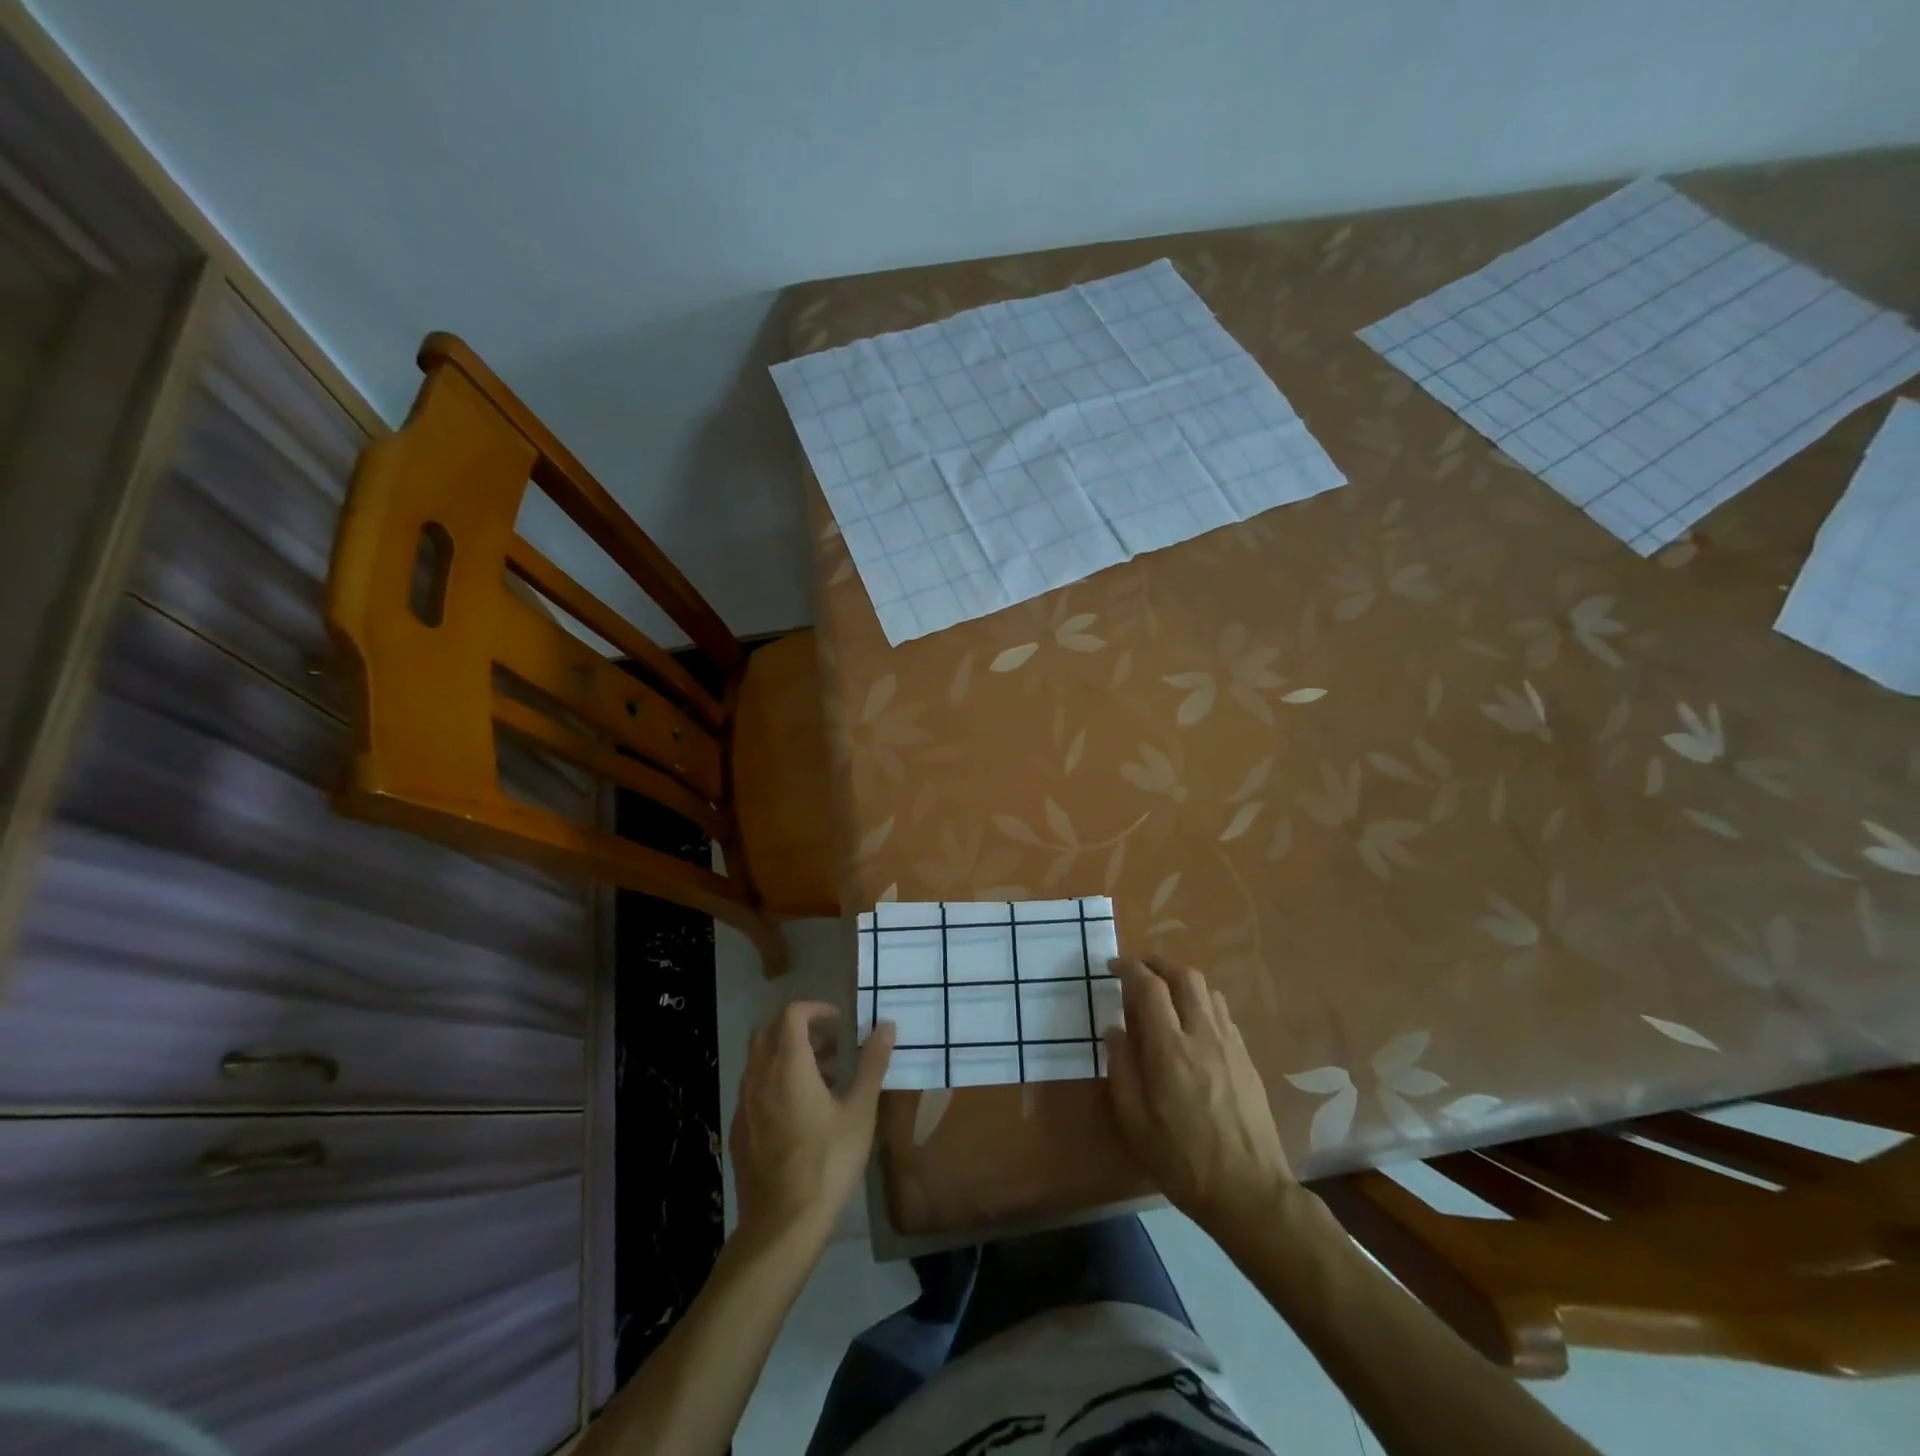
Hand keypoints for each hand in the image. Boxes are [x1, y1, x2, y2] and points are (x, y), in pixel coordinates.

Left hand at [730, 1002, 893, 1246]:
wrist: (782, 1226)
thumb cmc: (828, 1162)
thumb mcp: (860, 1112)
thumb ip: (872, 1064)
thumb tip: (886, 1026)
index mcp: (788, 1065)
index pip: (792, 1014)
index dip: (816, 1009)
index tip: (840, 1020)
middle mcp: (760, 1076)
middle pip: (770, 1031)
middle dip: (800, 1028)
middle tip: (831, 1044)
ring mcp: (745, 1104)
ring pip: (760, 1060)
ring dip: (788, 1054)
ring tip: (824, 1077)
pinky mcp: (740, 1130)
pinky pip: (755, 1088)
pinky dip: (776, 1080)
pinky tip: (801, 1111)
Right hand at [1104, 956, 1294, 1230]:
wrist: (1249, 1191)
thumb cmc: (1182, 1160)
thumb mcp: (1134, 1122)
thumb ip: (1121, 1068)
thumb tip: (1114, 1029)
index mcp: (1170, 1049)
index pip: (1149, 987)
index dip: (1129, 969)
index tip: (1113, 967)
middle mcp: (1202, 1035)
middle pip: (1184, 976)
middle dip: (1158, 964)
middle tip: (1139, 970)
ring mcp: (1230, 1044)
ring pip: (1208, 990)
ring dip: (1182, 980)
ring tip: (1164, 993)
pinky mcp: (1246, 1057)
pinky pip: (1222, 1012)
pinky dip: (1202, 1001)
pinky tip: (1192, 1023)